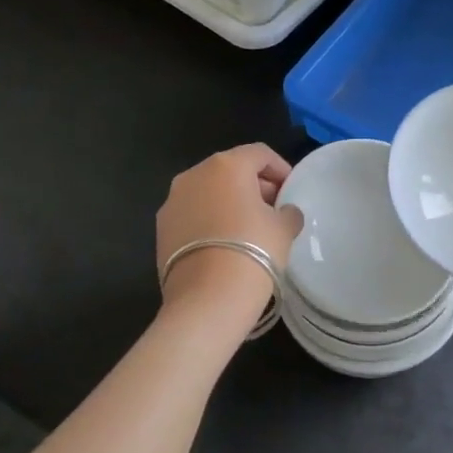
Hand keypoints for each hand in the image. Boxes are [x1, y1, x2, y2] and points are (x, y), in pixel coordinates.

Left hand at [156, 145, 302, 317]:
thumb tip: (284, 212)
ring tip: (249, 229)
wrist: (207, 299)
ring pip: (208, 191)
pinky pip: (193, 214)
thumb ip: (288, 212)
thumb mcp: (284, 229)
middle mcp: (194, 175)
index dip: (280, 168)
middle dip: (254, 185)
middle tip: (273, 209)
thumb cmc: (254, 251)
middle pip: (231, 170)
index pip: (259, 154)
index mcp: (227, 165)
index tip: (291, 189)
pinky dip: (210, 220)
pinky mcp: (161, 229)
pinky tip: (225, 244)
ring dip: (229, 202)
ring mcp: (172, 201)